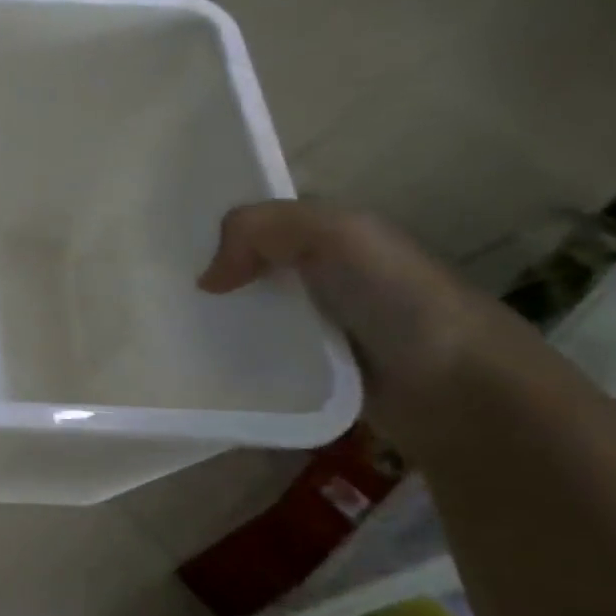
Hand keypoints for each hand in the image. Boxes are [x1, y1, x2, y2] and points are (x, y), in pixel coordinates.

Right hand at [197, 201, 518, 441]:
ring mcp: (319, 326)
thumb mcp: (336, 235)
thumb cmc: (400, 300)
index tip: (167, 248)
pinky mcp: (312, 371)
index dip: (218, 228)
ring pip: (249, 313)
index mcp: (336, 236)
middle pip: (249, 268)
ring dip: (215, 320)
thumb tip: (206, 280)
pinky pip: (258, 355)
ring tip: (166, 330)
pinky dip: (232, 357)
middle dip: (208, 275)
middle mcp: (326, 275)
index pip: (262, 224)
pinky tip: (204, 362)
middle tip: (156, 293)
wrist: (459, 391)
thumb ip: (261, 229)